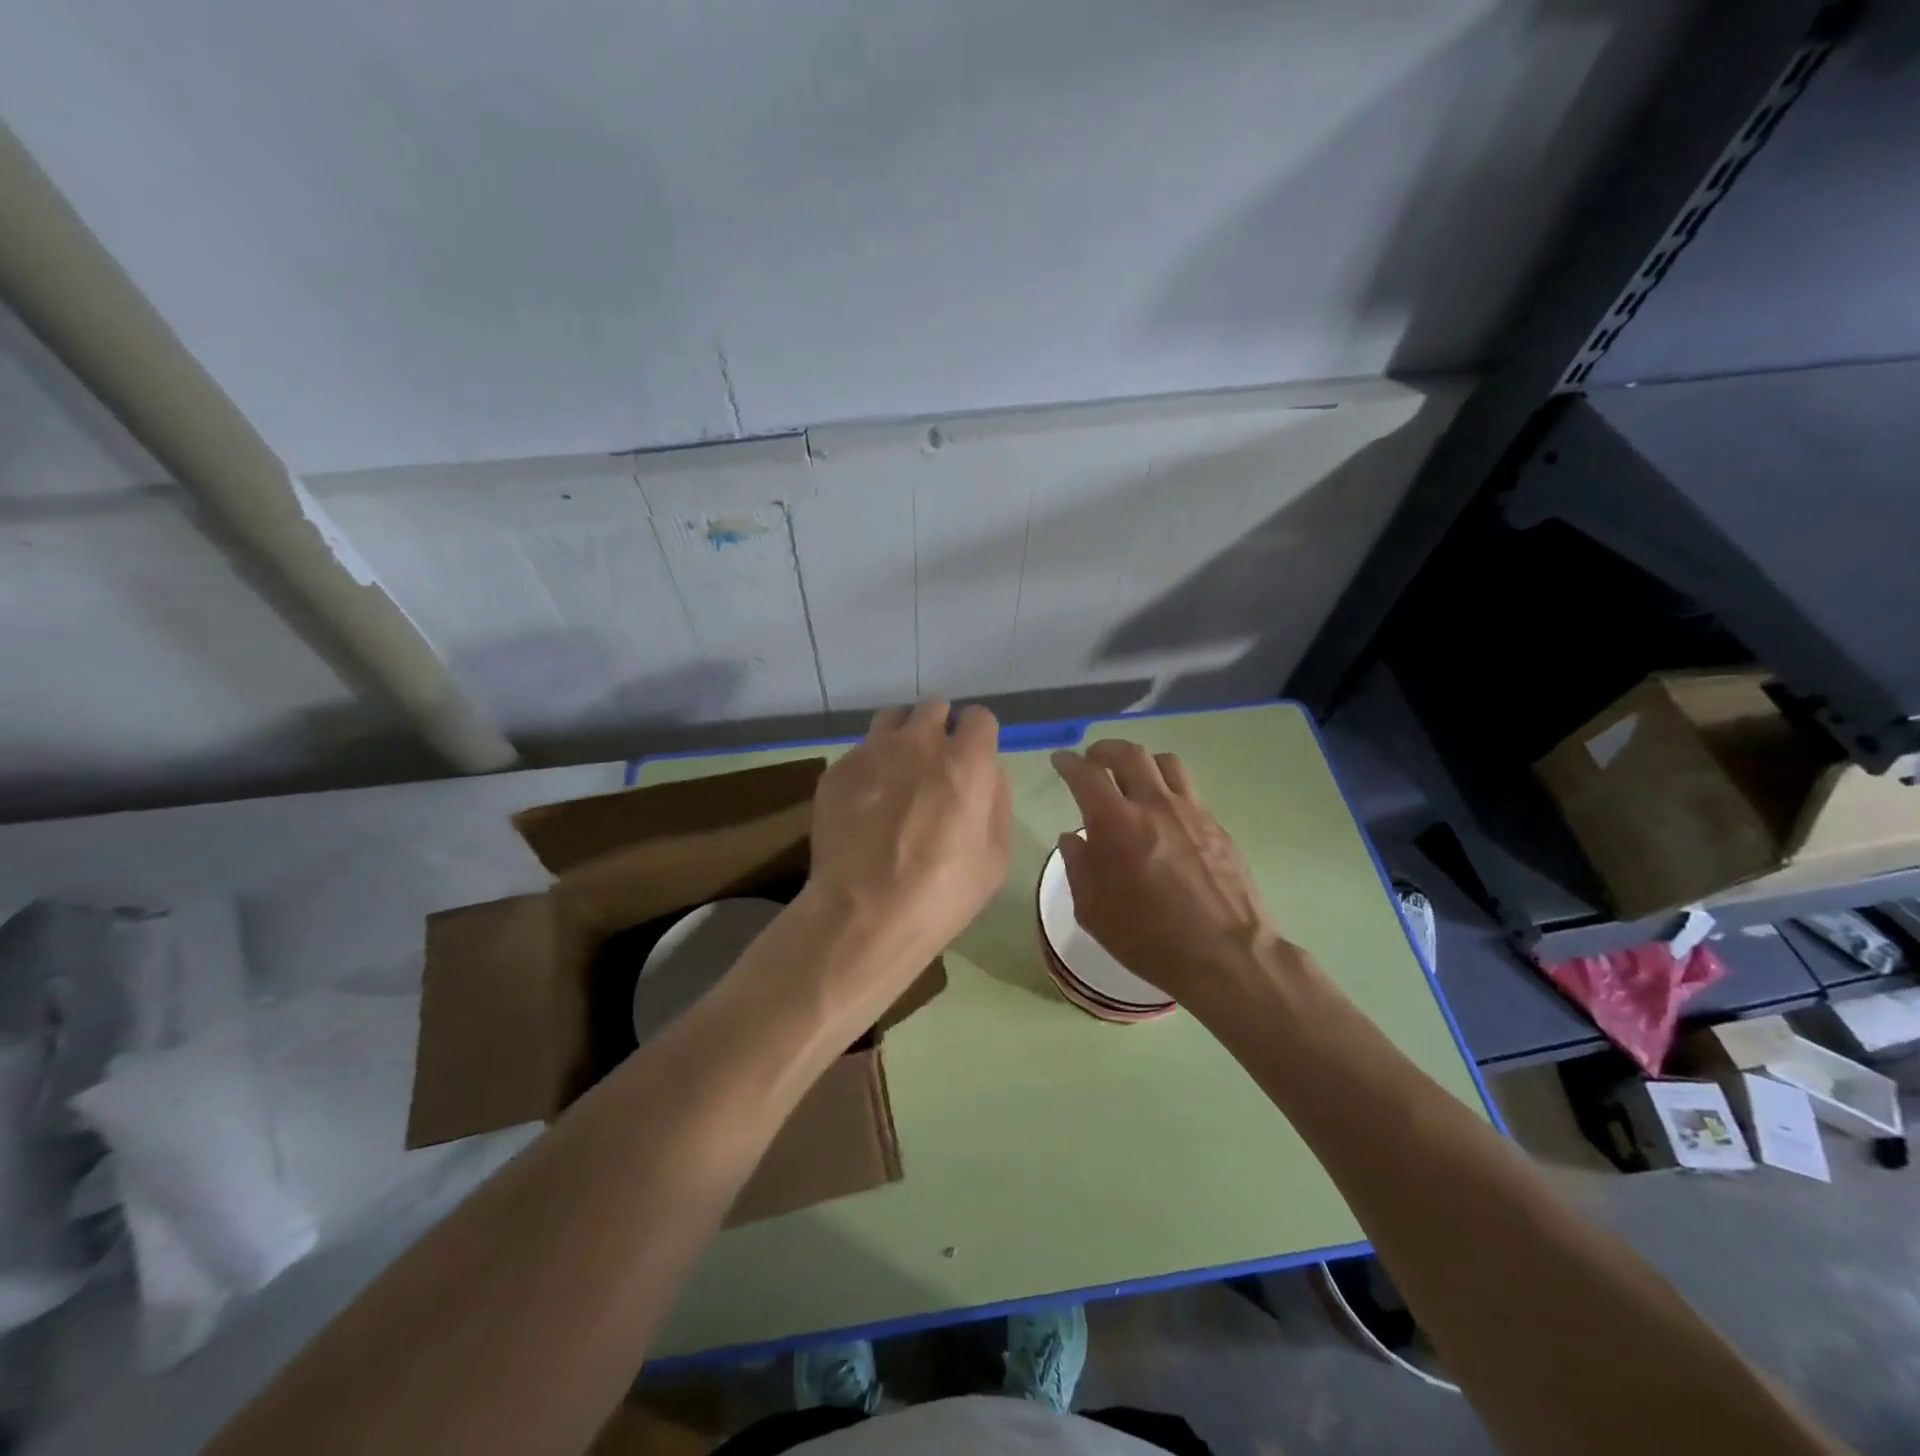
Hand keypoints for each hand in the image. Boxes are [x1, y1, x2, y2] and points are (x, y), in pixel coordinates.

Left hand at [808, 699, 1010, 957]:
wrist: (862, 915)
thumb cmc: (941, 894)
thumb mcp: (995, 858)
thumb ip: (997, 802)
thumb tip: (990, 773)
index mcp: (965, 761)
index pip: (979, 717)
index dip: (978, 737)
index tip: (973, 759)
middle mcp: (918, 743)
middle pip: (934, 706)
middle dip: (940, 728)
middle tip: (936, 765)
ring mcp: (872, 752)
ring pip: (892, 719)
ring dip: (903, 735)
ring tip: (899, 771)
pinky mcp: (837, 770)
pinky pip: (860, 751)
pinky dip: (870, 766)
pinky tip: (866, 802)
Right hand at [1051, 740, 1292, 1006]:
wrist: (1226, 956)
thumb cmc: (1150, 939)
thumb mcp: (1093, 913)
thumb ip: (1078, 867)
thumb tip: (1072, 838)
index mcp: (1117, 824)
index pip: (1086, 775)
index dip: (1068, 763)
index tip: (1060, 761)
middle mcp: (1155, 805)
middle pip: (1129, 754)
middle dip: (1104, 750)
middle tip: (1093, 760)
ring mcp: (1192, 812)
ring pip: (1165, 763)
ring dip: (1142, 762)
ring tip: (1133, 777)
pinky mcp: (1217, 826)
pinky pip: (1189, 790)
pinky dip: (1169, 788)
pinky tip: (1165, 814)